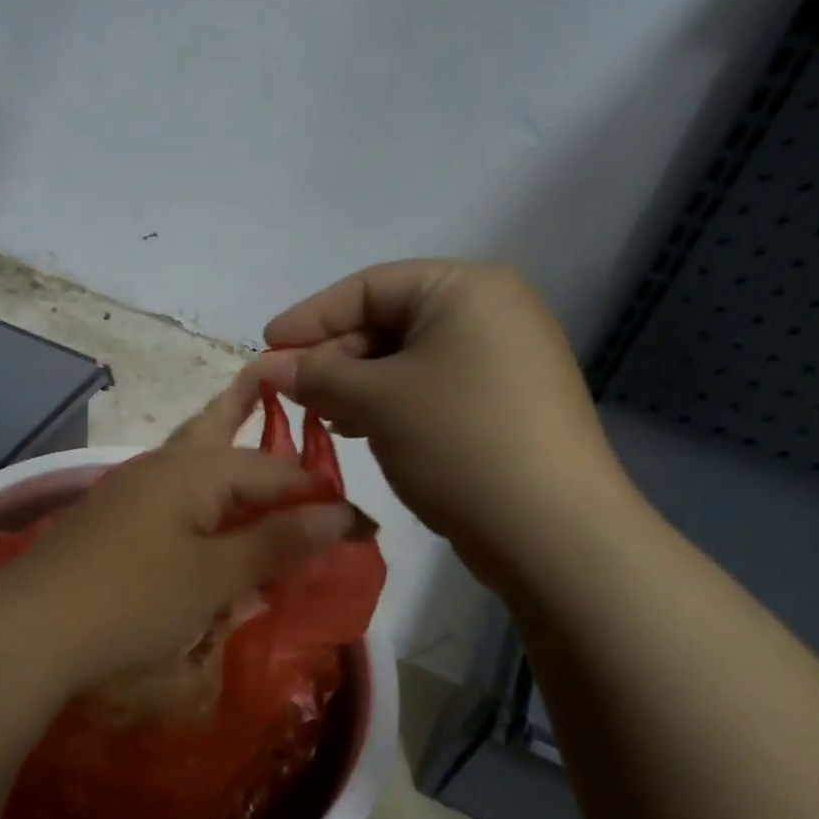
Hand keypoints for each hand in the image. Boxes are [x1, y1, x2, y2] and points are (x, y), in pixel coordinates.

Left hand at [0, 372, 357, 696]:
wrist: (29, 629)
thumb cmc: (131, 600)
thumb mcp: (214, 576)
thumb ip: (276, 542)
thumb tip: (342, 514)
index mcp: (194, 469)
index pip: (275, 469)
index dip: (321, 494)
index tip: (362, 526)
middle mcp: (161, 466)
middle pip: (217, 426)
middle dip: (249, 405)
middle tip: (275, 376)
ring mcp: (131, 490)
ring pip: (190, 455)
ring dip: (224, 446)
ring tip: (247, 428)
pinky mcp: (112, 519)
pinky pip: (172, 491)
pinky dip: (200, 490)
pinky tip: (206, 508)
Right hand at [261, 259, 637, 586]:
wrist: (553, 532)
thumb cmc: (458, 441)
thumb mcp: (375, 401)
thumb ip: (316, 375)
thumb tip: (269, 367)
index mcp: (466, 289)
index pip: (368, 287)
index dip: (310, 316)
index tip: (265, 347)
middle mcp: (490, 313)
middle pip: (387, 321)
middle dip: (332, 356)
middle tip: (287, 391)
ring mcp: (502, 361)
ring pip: (405, 361)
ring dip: (354, 385)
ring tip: (318, 415)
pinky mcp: (502, 405)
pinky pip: (429, 389)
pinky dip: (388, 404)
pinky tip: (358, 430)